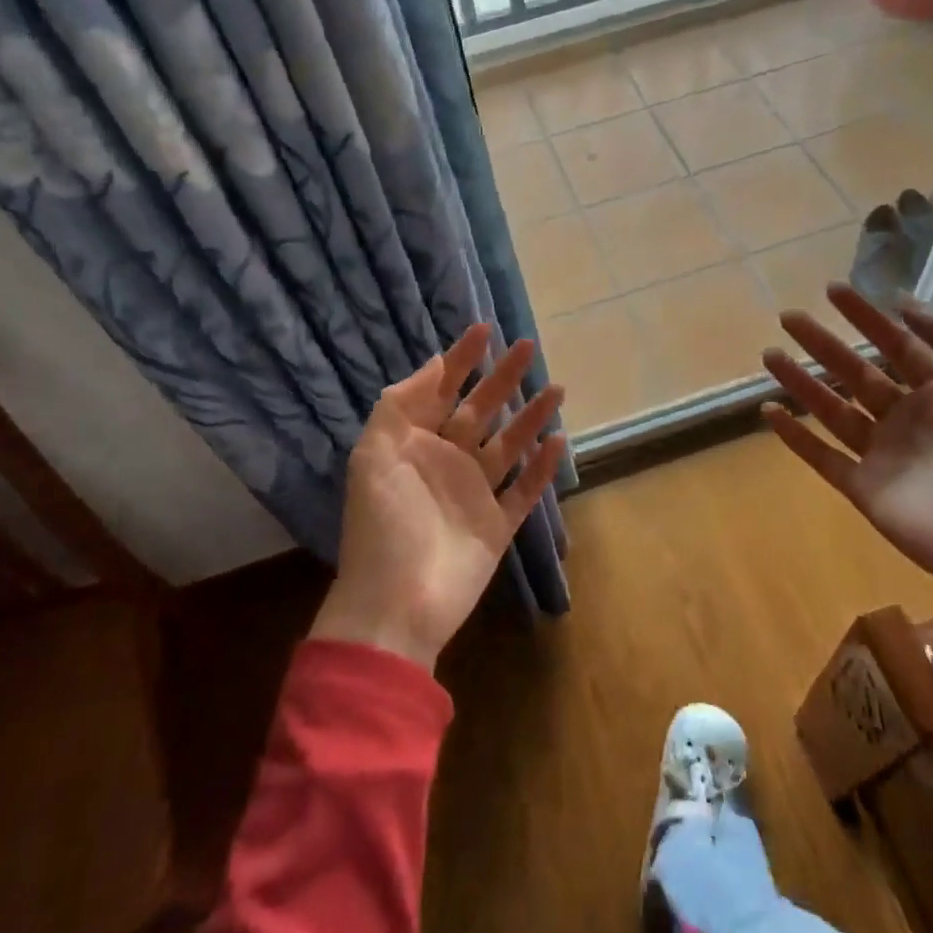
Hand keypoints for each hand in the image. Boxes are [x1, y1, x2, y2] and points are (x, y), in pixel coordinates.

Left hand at [312, 324, 566, 671]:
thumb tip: (433, 363)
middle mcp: (446, 461)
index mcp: (414, 443)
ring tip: (556, 387)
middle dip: (502, 378)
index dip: (460, 359)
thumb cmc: (382, 523)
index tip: (484, 329)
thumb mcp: (373, 455)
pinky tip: (559, 441)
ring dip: (530, 416)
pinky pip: (524, 489)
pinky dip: (542, 467)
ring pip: (509, 444)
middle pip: (480, 410)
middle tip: (527, 346)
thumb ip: (399, 406)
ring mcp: (474, 493)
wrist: (396, 603)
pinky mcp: (497, 524)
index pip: (440, 390)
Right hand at [760, 285, 932, 601]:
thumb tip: (905, 301)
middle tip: (788, 317)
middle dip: (823, 344)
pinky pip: (821, 456)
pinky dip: (795, 436)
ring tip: (769, 356)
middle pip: (856, 372)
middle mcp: (908, 418)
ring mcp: (882, 454)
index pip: (898, 345)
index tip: (833, 290)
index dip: (866, 317)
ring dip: (801, 382)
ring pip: (832, 409)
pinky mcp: (862, 488)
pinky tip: (769, 412)